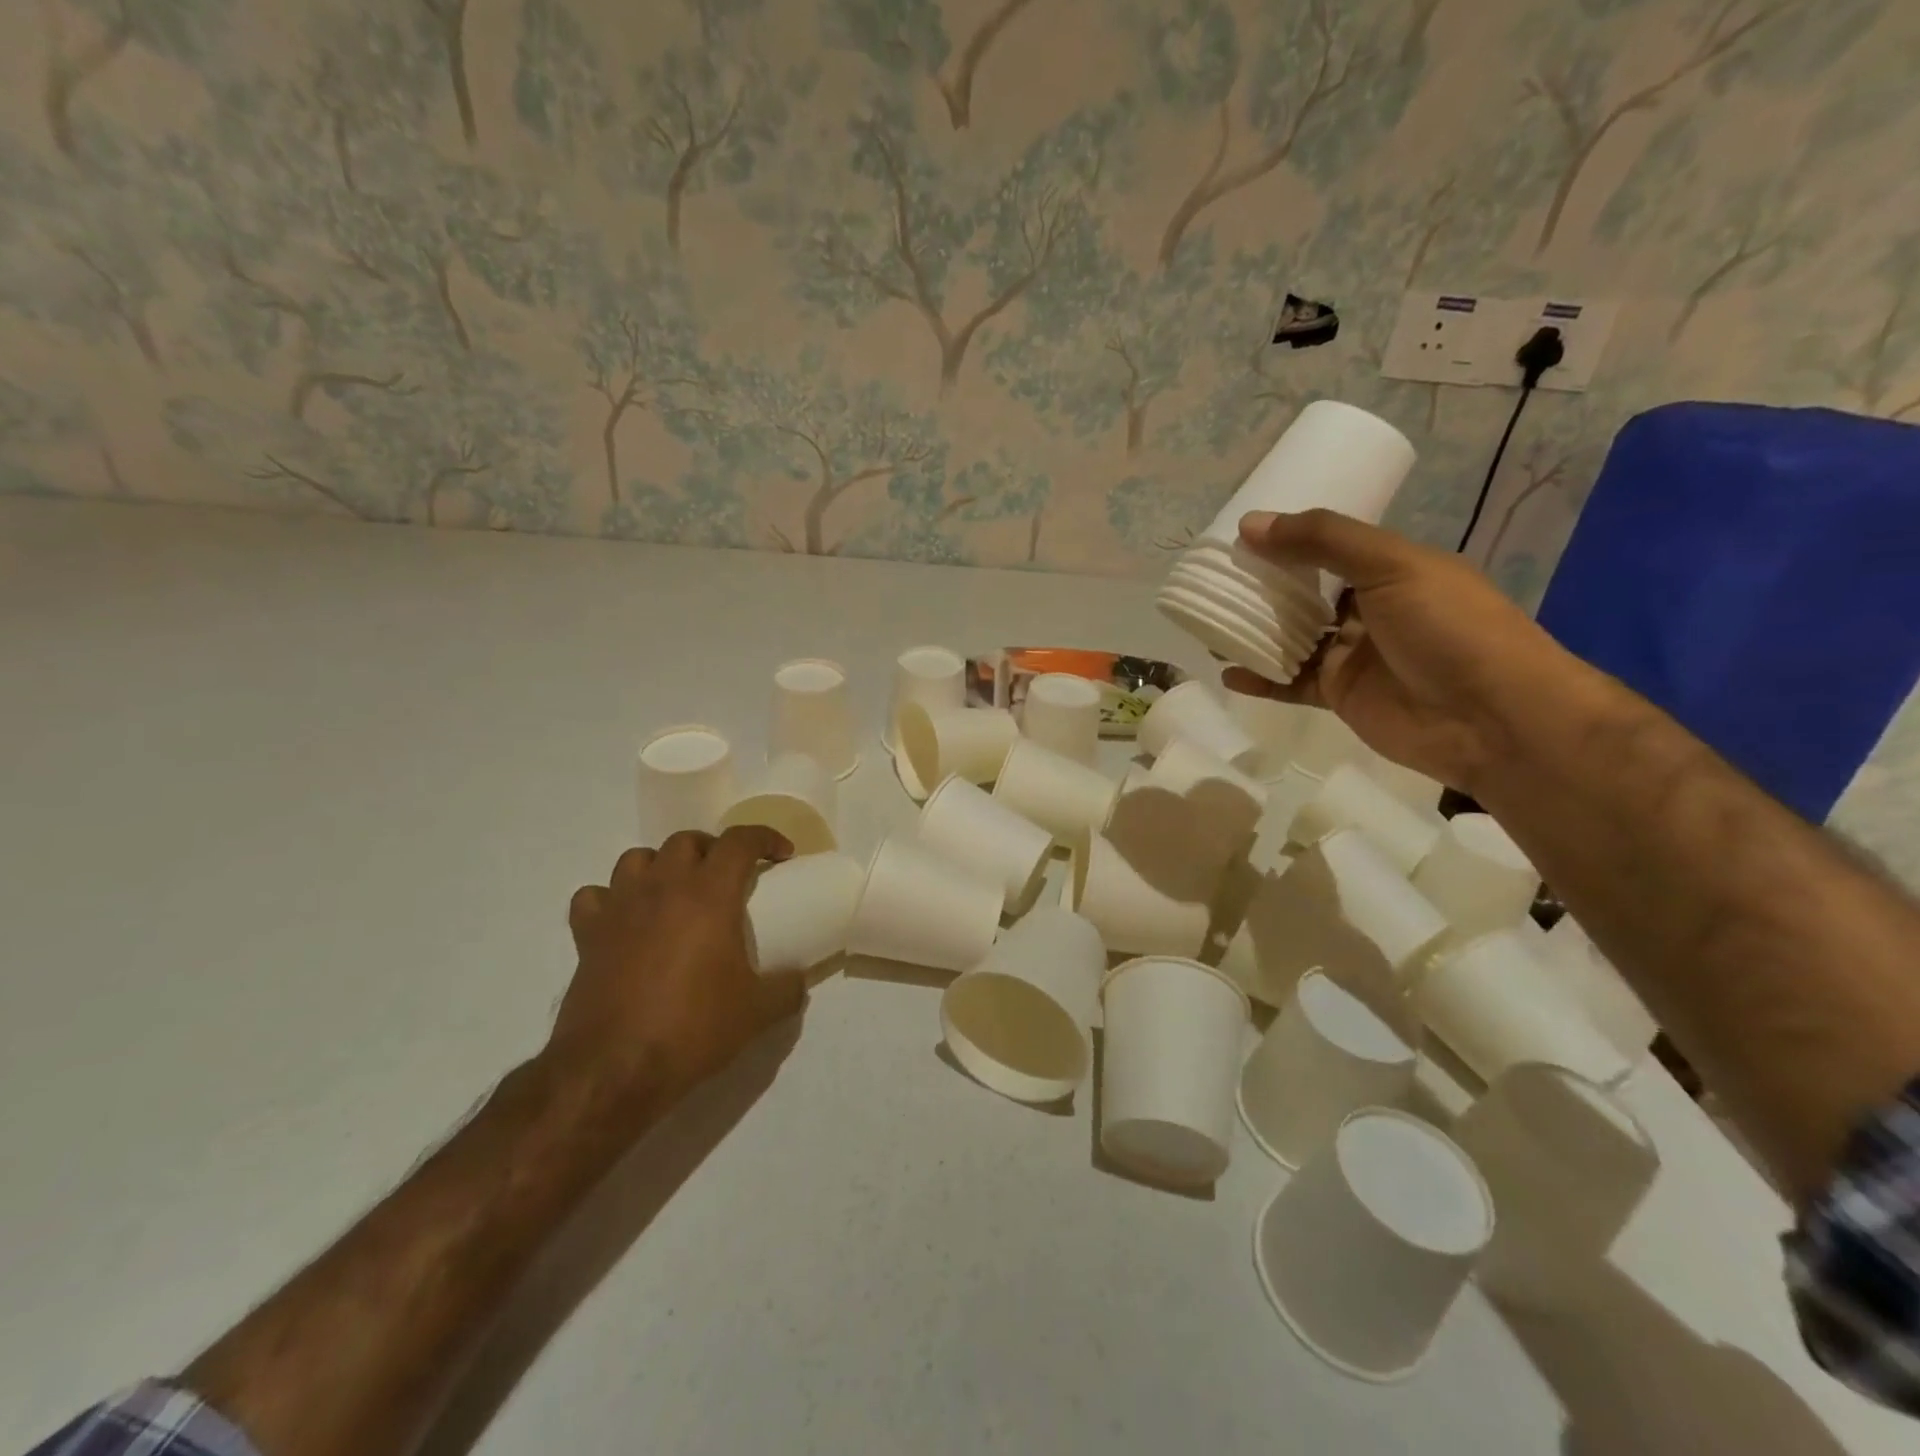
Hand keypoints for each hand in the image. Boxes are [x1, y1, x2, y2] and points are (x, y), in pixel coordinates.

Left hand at [550, 826, 807, 1109]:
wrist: (614, 1069)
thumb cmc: (692, 1030)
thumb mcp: (757, 1013)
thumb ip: (787, 988)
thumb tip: (798, 979)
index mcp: (709, 895)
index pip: (740, 841)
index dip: (766, 838)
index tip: (782, 855)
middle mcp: (663, 887)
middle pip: (686, 841)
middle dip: (712, 850)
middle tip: (728, 877)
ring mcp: (620, 907)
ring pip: (637, 858)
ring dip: (661, 866)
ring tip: (676, 891)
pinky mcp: (588, 935)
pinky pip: (594, 896)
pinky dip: (611, 899)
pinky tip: (625, 920)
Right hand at [1222, 509, 1575, 792]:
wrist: (1494, 719)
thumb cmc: (1450, 628)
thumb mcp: (1392, 566)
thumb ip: (1323, 541)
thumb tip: (1250, 524)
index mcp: (1391, 570)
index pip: (1329, 548)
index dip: (1287, 542)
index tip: (1239, 537)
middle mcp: (1370, 609)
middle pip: (1304, 594)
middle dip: (1261, 588)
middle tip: (1213, 580)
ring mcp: (1354, 655)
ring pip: (1292, 639)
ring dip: (1253, 633)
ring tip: (1208, 624)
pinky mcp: (1340, 696)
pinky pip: (1290, 684)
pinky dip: (1260, 679)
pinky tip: (1227, 673)